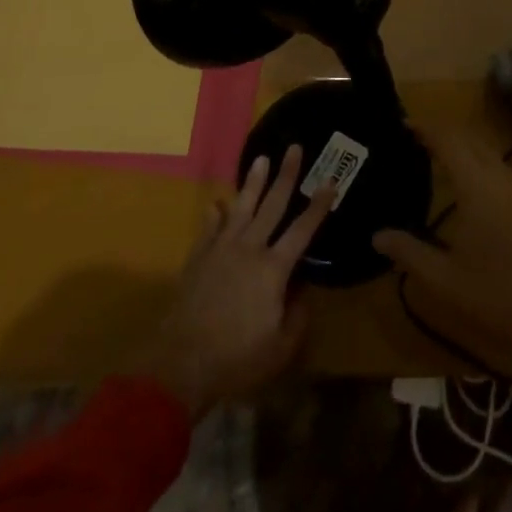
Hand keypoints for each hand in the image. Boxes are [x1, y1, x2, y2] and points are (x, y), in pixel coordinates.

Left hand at [138, 145, 332, 416]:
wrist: (181, 363)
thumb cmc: (237, 358)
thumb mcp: (280, 348)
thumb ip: (297, 317)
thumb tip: (303, 294)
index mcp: (273, 269)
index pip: (303, 229)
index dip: (319, 205)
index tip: (330, 180)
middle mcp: (249, 249)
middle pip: (272, 205)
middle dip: (286, 176)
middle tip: (295, 148)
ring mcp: (221, 250)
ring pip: (241, 207)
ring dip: (253, 182)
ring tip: (261, 158)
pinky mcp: (198, 258)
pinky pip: (209, 228)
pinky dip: (215, 214)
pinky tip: (217, 203)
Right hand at [374, 124, 511, 397]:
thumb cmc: (499, 297)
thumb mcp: (445, 280)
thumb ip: (409, 252)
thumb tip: (377, 235)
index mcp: (478, 187)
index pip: (449, 141)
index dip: (426, 128)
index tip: (403, 124)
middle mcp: (500, 179)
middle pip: (471, 139)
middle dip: (444, 132)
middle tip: (414, 137)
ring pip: (488, 152)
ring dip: (463, 146)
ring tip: (435, 155)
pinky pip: (499, 168)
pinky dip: (478, 161)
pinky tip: (467, 183)